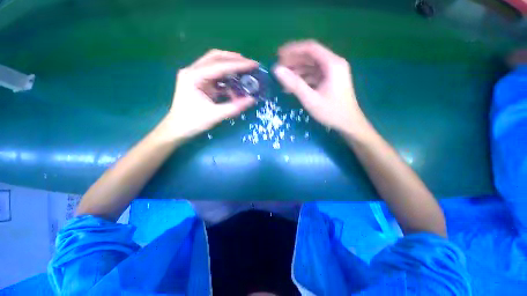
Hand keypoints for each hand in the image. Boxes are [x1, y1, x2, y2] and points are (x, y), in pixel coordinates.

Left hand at [161, 50, 257, 139]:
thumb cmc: (192, 122)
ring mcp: (196, 76)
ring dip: (231, 66)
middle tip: (250, 64)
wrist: (177, 129)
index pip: (219, 66)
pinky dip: (227, 78)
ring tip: (245, 70)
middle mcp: (193, 71)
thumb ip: (234, 107)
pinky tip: (236, 83)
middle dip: (234, 59)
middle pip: (215, 57)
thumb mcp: (215, 115)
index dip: (238, 65)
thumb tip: (252, 100)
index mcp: (194, 77)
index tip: (253, 65)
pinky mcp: (199, 83)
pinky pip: (215, 75)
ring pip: (215, 64)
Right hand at [273, 40, 367, 136]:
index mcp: (332, 64)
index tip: (278, 56)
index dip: (293, 50)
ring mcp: (332, 73)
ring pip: (311, 66)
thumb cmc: (331, 112)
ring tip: (283, 80)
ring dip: (297, 71)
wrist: (348, 124)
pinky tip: (293, 87)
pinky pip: (314, 75)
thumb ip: (294, 84)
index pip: (310, 48)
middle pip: (311, 56)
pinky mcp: (330, 81)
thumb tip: (277, 70)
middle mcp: (334, 64)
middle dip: (294, 61)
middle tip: (279, 69)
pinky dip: (303, 79)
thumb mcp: (310, 99)